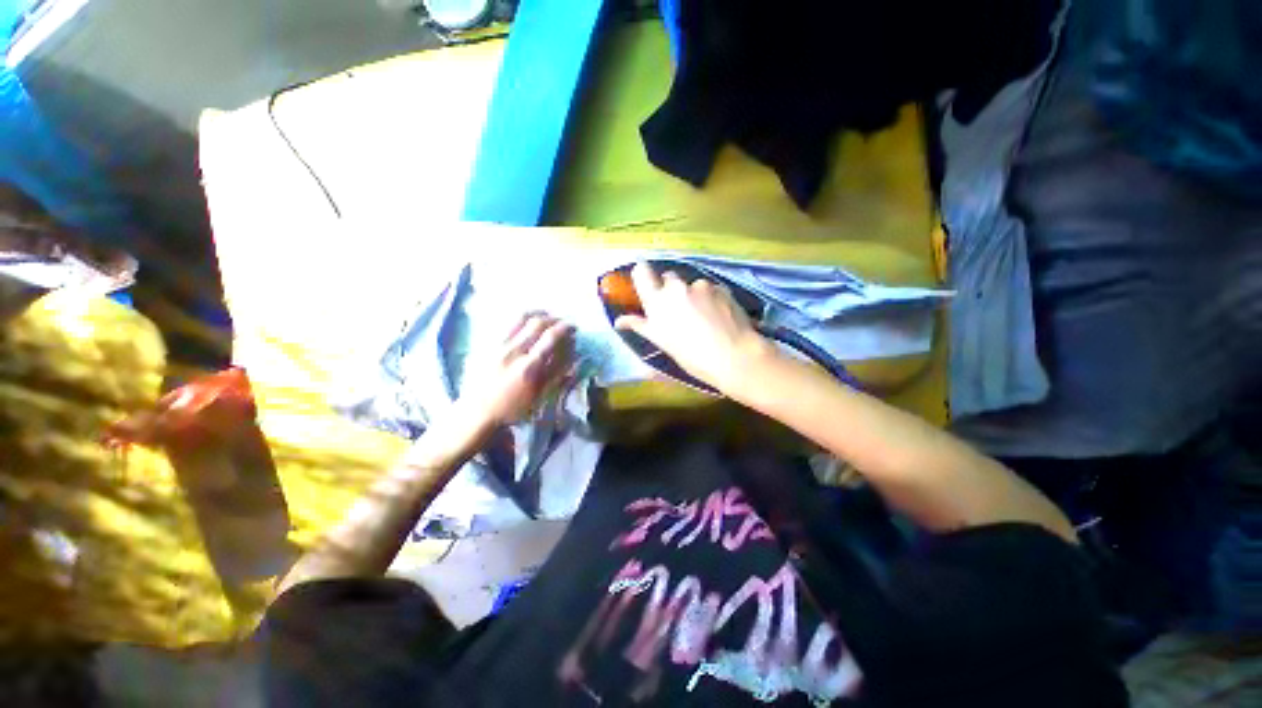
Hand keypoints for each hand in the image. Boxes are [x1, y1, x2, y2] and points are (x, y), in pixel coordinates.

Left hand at [455, 313, 575, 429]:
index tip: (573, 327)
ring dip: (536, 313)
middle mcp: (512, 351)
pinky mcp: (485, 344)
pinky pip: (505, 324)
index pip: (551, 337)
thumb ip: (557, 373)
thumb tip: (573, 354)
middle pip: (536, 323)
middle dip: (553, 318)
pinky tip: (525, 324)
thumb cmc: (513, 408)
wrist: (476, 413)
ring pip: (519, 317)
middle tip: (561, 322)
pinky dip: (520, 320)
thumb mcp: (540, 396)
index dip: (565, 328)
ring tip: (545, 316)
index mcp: (528, 367)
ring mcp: (496, 345)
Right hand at [614, 262, 774, 393]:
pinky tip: (718, 316)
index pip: (641, 271)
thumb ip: (640, 326)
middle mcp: (676, 287)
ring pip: (690, 284)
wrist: (733, 356)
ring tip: (703, 317)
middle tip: (678, 311)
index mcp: (657, 301)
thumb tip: (618, 321)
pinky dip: (710, 298)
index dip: (643, 276)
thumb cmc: (691, 356)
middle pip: (668, 278)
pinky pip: (709, 288)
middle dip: (670, 290)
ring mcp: (700, 285)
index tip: (648, 287)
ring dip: (692, 295)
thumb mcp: (662, 342)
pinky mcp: (721, 287)